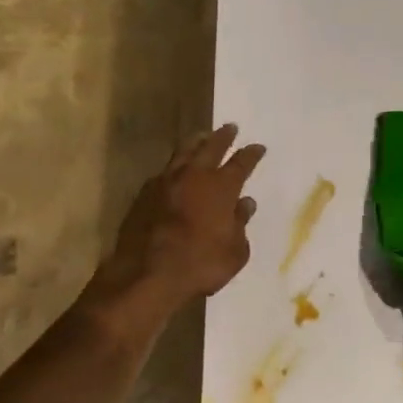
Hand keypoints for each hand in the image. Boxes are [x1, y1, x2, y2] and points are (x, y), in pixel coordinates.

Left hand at [88, 124, 266, 313]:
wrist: (147, 274)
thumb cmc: (200, 265)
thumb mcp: (235, 252)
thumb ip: (241, 224)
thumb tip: (245, 204)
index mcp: (221, 188)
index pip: (241, 163)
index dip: (251, 154)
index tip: (258, 147)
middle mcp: (194, 176)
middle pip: (211, 147)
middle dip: (222, 137)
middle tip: (230, 127)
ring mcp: (165, 182)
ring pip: (183, 153)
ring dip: (195, 143)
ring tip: (201, 137)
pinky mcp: (144, 194)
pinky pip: (164, 172)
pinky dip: (174, 167)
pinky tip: (174, 170)